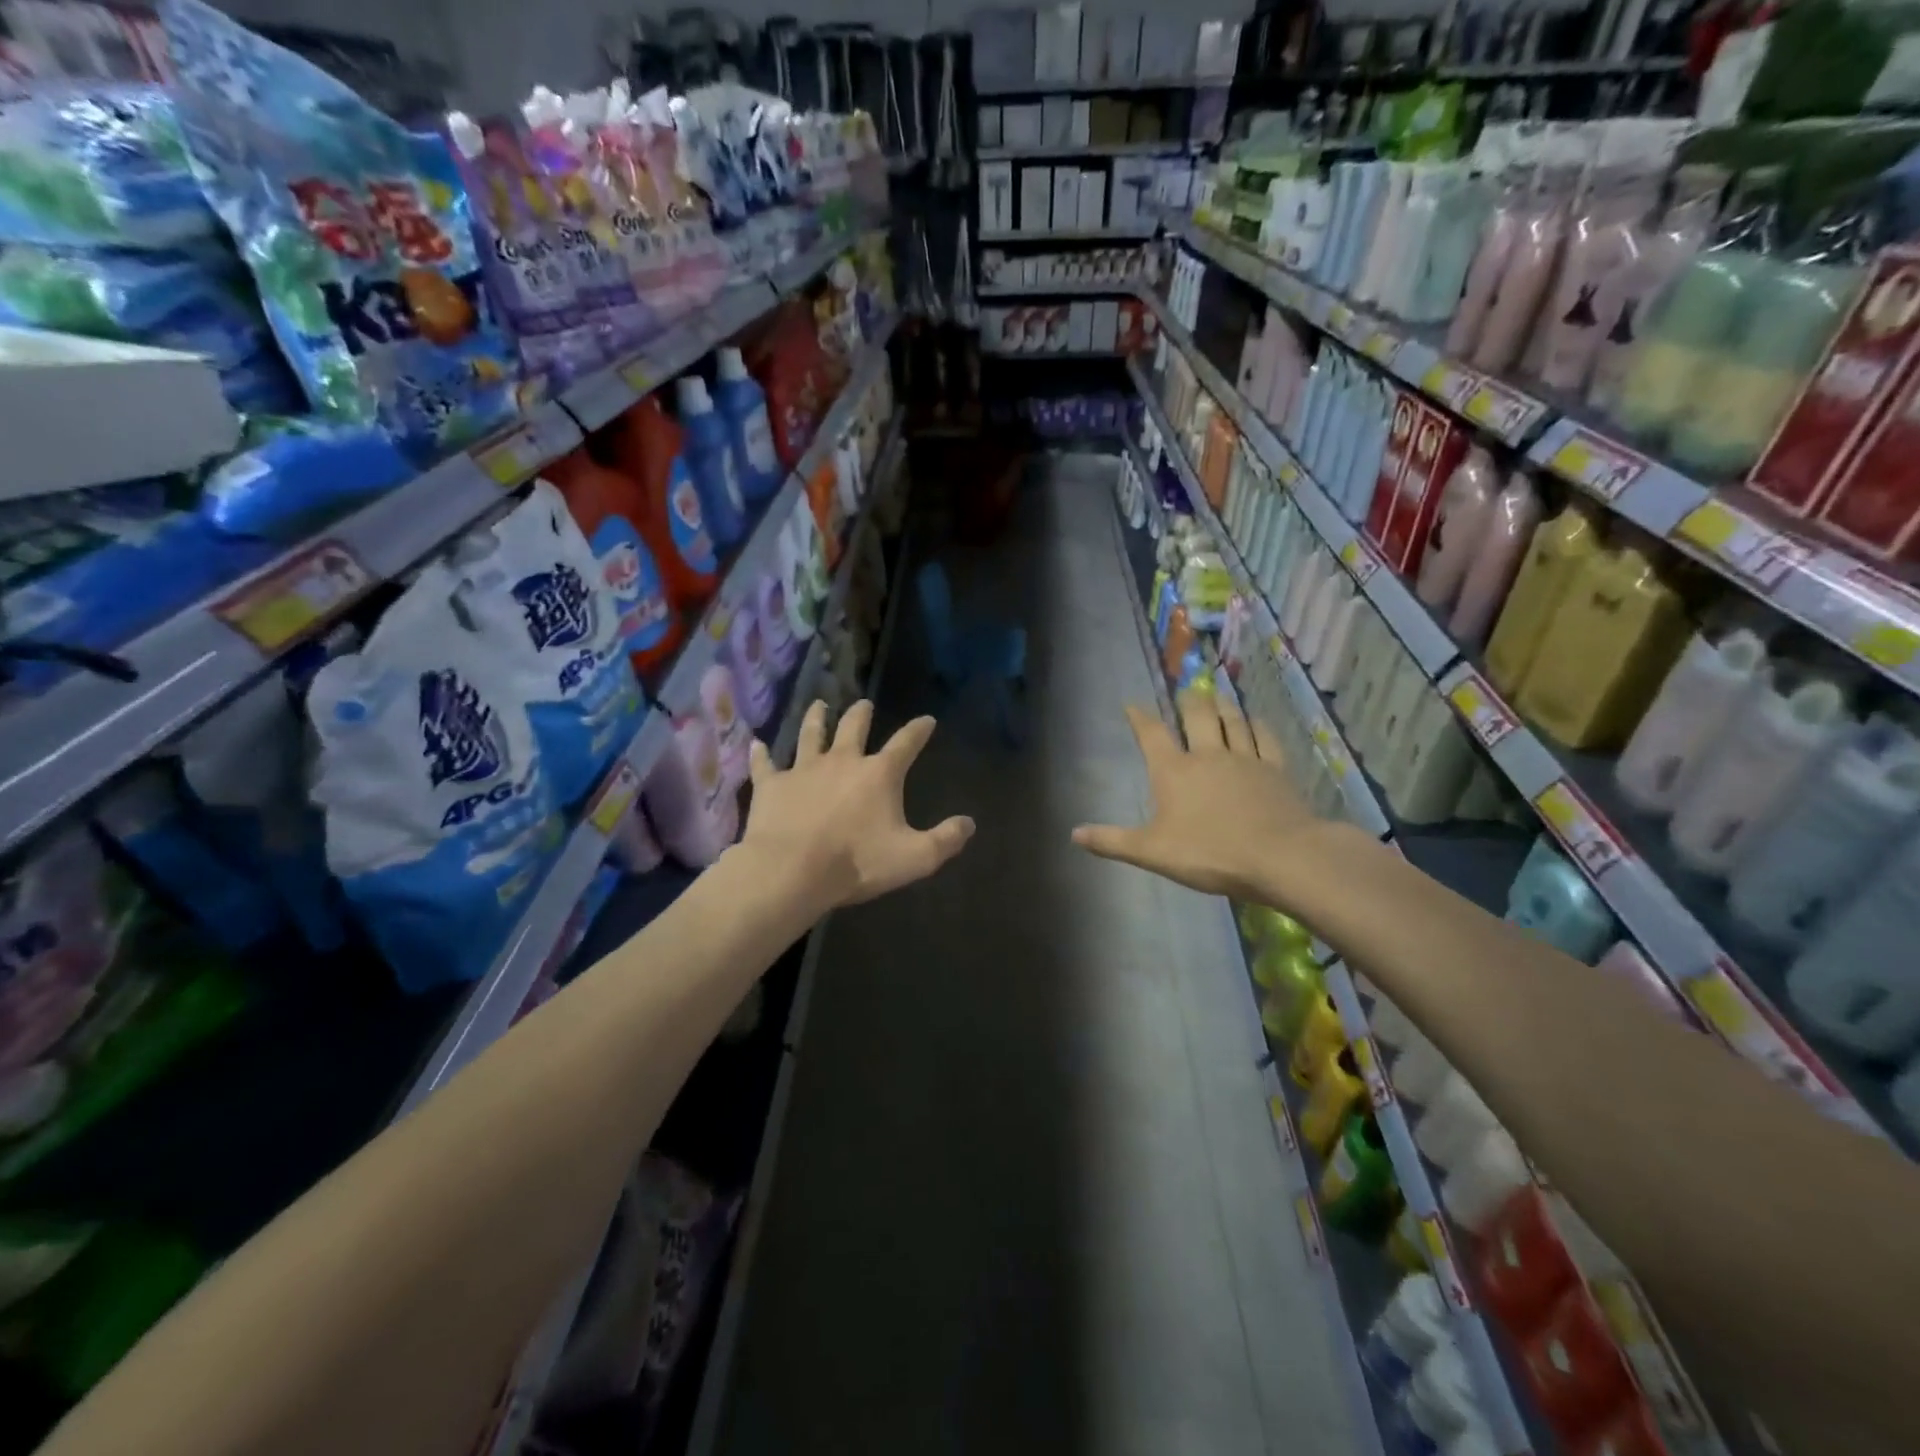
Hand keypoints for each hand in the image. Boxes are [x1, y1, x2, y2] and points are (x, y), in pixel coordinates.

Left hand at [742, 699, 974, 912]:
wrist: (793, 870)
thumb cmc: (857, 863)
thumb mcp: (915, 858)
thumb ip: (945, 840)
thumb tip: (969, 824)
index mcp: (879, 774)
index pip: (905, 743)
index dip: (919, 730)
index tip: (927, 719)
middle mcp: (842, 761)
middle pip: (854, 727)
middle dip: (861, 714)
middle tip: (864, 704)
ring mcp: (803, 769)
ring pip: (810, 735)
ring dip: (816, 718)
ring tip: (819, 705)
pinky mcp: (772, 785)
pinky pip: (765, 764)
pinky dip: (761, 754)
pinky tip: (756, 744)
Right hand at [1072, 689, 1320, 902]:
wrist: (1279, 856)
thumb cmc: (1209, 853)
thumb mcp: (1151, 852)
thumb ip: (1112, 841)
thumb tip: (1073, 833)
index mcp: (1174, 771)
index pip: (1152, 735)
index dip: (1140, 718)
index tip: (1132, 705)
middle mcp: (1208, 755)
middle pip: (1197, 717)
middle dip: (1188, 701)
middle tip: (1185, 690)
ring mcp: (1245, 759)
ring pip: (1232, 721)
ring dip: (1222, 705)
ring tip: (1216, 693)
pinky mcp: (1275, 770)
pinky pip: (1264, 739)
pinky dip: (1257, 725)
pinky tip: (1255, 720)